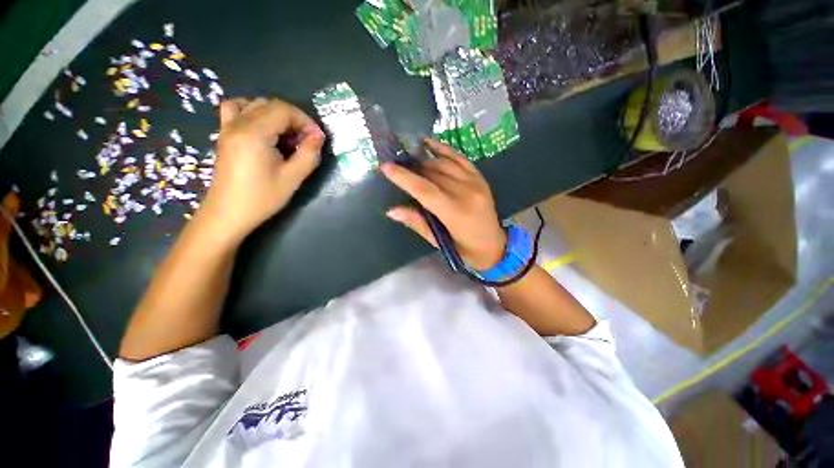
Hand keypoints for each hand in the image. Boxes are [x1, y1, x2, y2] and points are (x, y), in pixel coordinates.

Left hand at [199, 98, 324, 241]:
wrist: (228, 213)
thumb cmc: (262, 198)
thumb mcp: (292, 178)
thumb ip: (309, 154)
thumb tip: (318, 136)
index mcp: (254, 133)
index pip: (284, 110)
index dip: (305, 121)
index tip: (317, 139)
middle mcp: (238, 123)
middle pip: (270, 104)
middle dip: (293, 118)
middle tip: (305, 140)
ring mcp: (227, 127)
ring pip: (253, 104)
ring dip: (275, 114)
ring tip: (286, 134)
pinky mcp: (224, 135)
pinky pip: (236, 109)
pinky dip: (253, 111)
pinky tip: (263, 128)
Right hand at [381, 138, 505, 270]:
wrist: (495, 246)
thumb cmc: (465, 250)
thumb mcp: (440, 242)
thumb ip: (417, 223)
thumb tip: (392, 210)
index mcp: (456, 213)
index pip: (425, 190)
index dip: (404, 178)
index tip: (386, 167)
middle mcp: (467, 193)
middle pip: (433, 174)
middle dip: (412, 169)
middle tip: (397, 167)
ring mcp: (475, 182)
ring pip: (444, 164)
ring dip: (424, 161)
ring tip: (410, 162)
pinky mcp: (480, 178)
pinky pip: (459, 158)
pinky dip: (443, 150)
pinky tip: (429, 144)